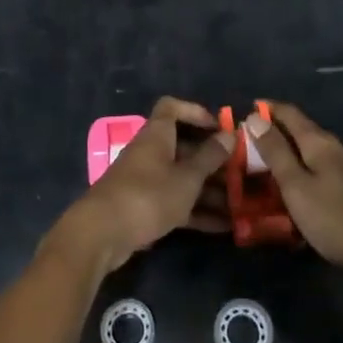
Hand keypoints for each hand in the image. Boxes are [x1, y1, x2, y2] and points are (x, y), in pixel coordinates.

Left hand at [55, 98, 230, 271]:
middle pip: (183, 147)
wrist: (103, 234)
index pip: (172, 108)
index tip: (219, 128)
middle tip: (240, 174)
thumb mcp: (187, 177)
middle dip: (212, 160)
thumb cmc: (149, 195)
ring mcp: (145, 181)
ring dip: (208, 190)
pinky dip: (196, 211)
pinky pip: (175, 202)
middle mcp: (150, 153)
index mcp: (157, 135)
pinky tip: (223, 227)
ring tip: (238, 205)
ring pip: (181, 178)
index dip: (195, 112)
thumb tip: (229, 135)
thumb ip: (210, 157)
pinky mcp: (143, 208)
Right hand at [245, 103, 342, 279]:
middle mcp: (335, 148)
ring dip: (287, 154)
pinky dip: (302, 171)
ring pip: (311, 152)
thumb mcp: (296, 186)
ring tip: (264, 167)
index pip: (289, 113)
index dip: (267, 109)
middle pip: (300, 130)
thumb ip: (275, 152)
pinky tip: (295, 189)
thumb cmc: (336, 218)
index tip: (243, 113)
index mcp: (319, 142)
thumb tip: (254, 117)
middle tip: (246, 145)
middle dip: (274, 133)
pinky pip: (320, 170)